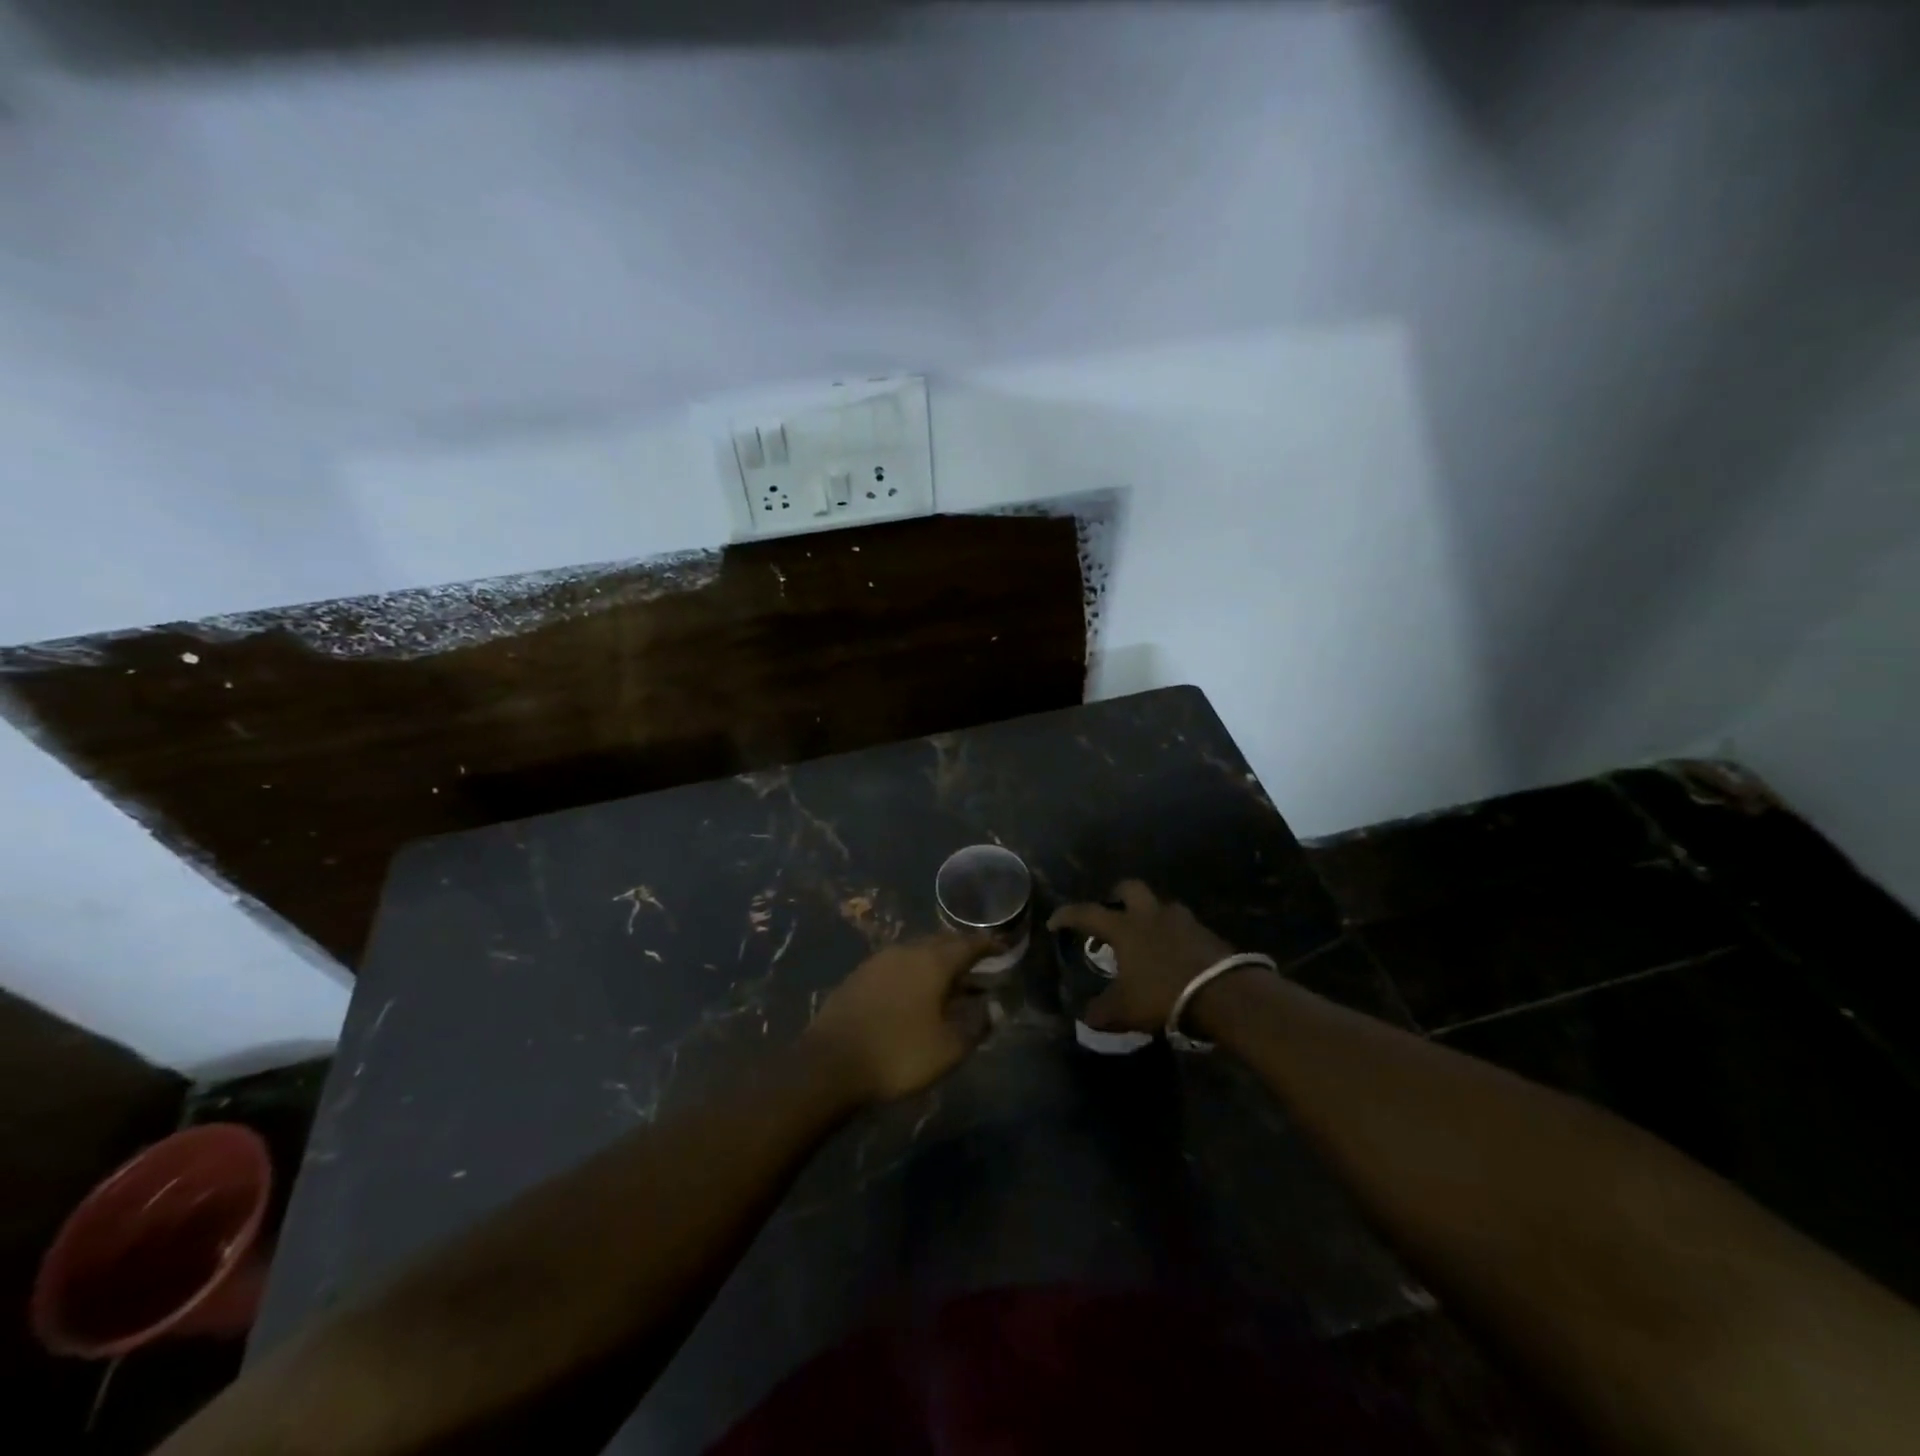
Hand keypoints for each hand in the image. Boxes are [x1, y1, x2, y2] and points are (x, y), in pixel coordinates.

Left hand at [804, 932, 995, 1104]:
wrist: (831, 1062)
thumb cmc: (899, 1053)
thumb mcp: (949, 1048)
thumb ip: (976, 1025)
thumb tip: (992, 1008)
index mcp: (933, 961)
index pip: (968, 944)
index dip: (988, 945)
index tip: (1003, 946)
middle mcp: (907, 950)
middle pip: (942, 942)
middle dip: (963, 950)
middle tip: (979, 963)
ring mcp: (879, 961)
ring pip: (918, 951)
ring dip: (937, 961)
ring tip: (950, 979)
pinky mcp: (860, 976)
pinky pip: (898, 964)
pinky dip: (915, 971)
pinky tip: (916, 990)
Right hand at [1048, 880, 1243, 1032]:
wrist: (1224, 994)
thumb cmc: (1163, 995)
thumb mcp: (1124, 1010)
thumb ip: (1101, 1012)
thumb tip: (1086, 1017)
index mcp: (1124, 927)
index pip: (1087, 912)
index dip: (1067, 915)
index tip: (1055, 922)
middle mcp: (1150, 915)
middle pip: (1129, 888)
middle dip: (1116, 896)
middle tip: (1111, 913)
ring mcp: (1182, 920)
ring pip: (1159, 906)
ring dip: (1149, 916)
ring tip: (1145, 939)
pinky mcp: (1206, 933)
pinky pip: (1182, 927)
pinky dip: (1173, 936)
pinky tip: (1172, 955)